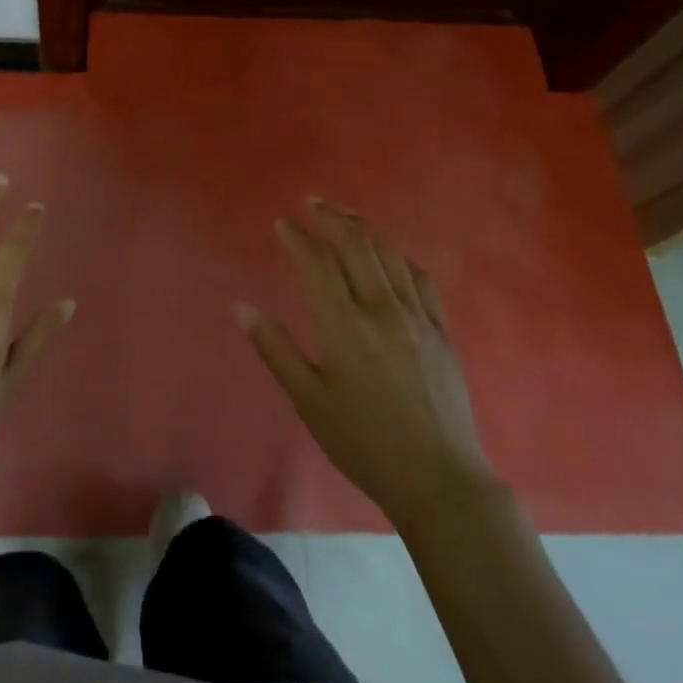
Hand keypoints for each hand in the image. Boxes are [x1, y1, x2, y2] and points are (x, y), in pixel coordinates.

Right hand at [238, 200, 494, 531]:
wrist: (438, 479)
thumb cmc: (363, 442)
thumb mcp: (308, 400)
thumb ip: (274, 348)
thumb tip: (241, 306)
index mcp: (345, 325)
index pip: (318, 264)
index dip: (299, 238)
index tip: (283, 223)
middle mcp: (382, 309)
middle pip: (357, 247)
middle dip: (332, 219)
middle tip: (314, 203)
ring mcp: (416, 317)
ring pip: (389, 256)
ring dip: (365, 231)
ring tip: (346, 219)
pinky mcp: (441, 331)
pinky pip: (421, 279)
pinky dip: (400, 259)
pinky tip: (391, 258)